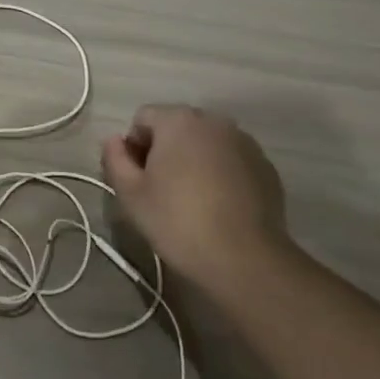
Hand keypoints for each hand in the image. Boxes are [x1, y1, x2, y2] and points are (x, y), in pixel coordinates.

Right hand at [101, 104, 292, 294]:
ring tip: (192, 200)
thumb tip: (114, 140)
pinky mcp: (265, 167)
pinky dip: (221, 174)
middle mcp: (213, 121)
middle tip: (160, 190)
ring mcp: (244, 143)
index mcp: (178, 120)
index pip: (143, 119)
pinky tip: (219, 206)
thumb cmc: (178, 221)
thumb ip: (114, 159)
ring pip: (205, 144)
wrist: (246, 259)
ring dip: (194, 160)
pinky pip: (231, 161)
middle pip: (176, 127)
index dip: (133, 147)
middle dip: (165, 150)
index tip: (137, 180)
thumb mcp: (131, 194)